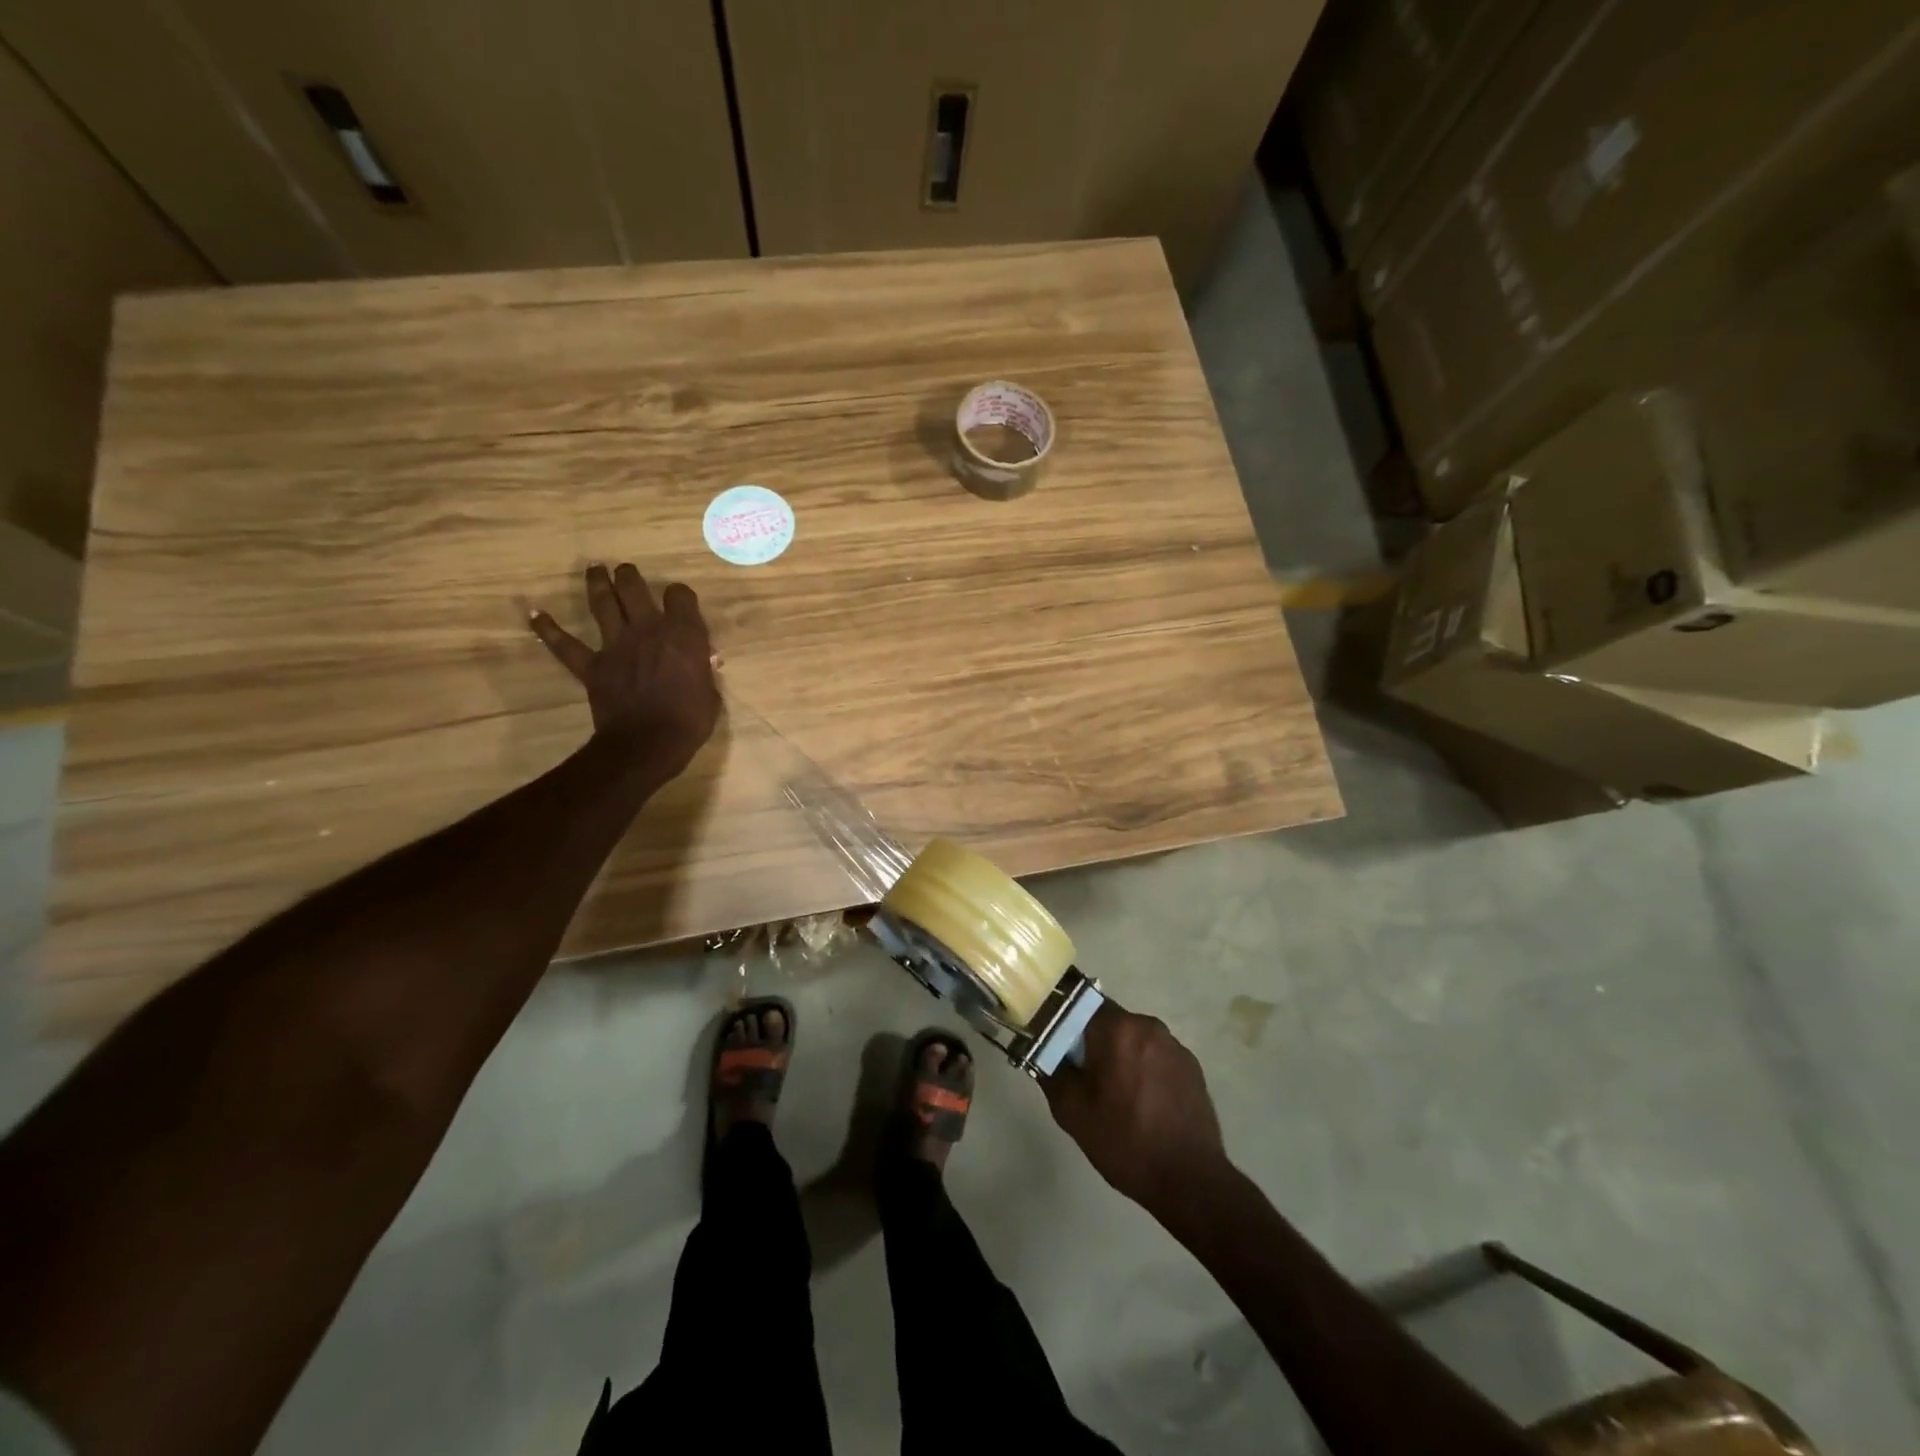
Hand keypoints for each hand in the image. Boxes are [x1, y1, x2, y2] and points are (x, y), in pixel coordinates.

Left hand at [529, 563, 720, 776]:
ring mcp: (616, 645)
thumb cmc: (689, 721)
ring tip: (594, 569)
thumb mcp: (710, 694)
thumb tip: (700, 665)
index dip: (680, 597)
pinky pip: (565, 644)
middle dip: (630, 577)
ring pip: (603, 604)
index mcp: (684, 635)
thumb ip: (702, 673)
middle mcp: (648, 629)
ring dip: (597, 584)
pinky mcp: (592, 666)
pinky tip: (535, 615)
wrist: (648, 743)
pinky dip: (549, 629)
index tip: (680, 603)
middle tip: (627, 572)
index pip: (680, 596)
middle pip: (634, 588)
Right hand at [1042, 1004, 1229, 1218]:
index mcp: (1118, 1028)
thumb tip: (1043, 1050)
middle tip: (1084, 1079)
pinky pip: (1156, 1056)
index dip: (1066, 1023)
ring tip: (1116, 1096)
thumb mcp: (1072, 1112)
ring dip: (1121, 1057)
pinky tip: (1143, 1104)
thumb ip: (1052, 1071)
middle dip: (1094, 1043)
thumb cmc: (1124, 1141)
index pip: (1082, 1004)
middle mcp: (1148, 1026)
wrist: (1189, 1180)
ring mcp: (1175, 1046)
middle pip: (1110, 1022)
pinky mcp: (1192, 1067)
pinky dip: (1145, 1070)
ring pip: (1134, 1040)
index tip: (1059, 1049)